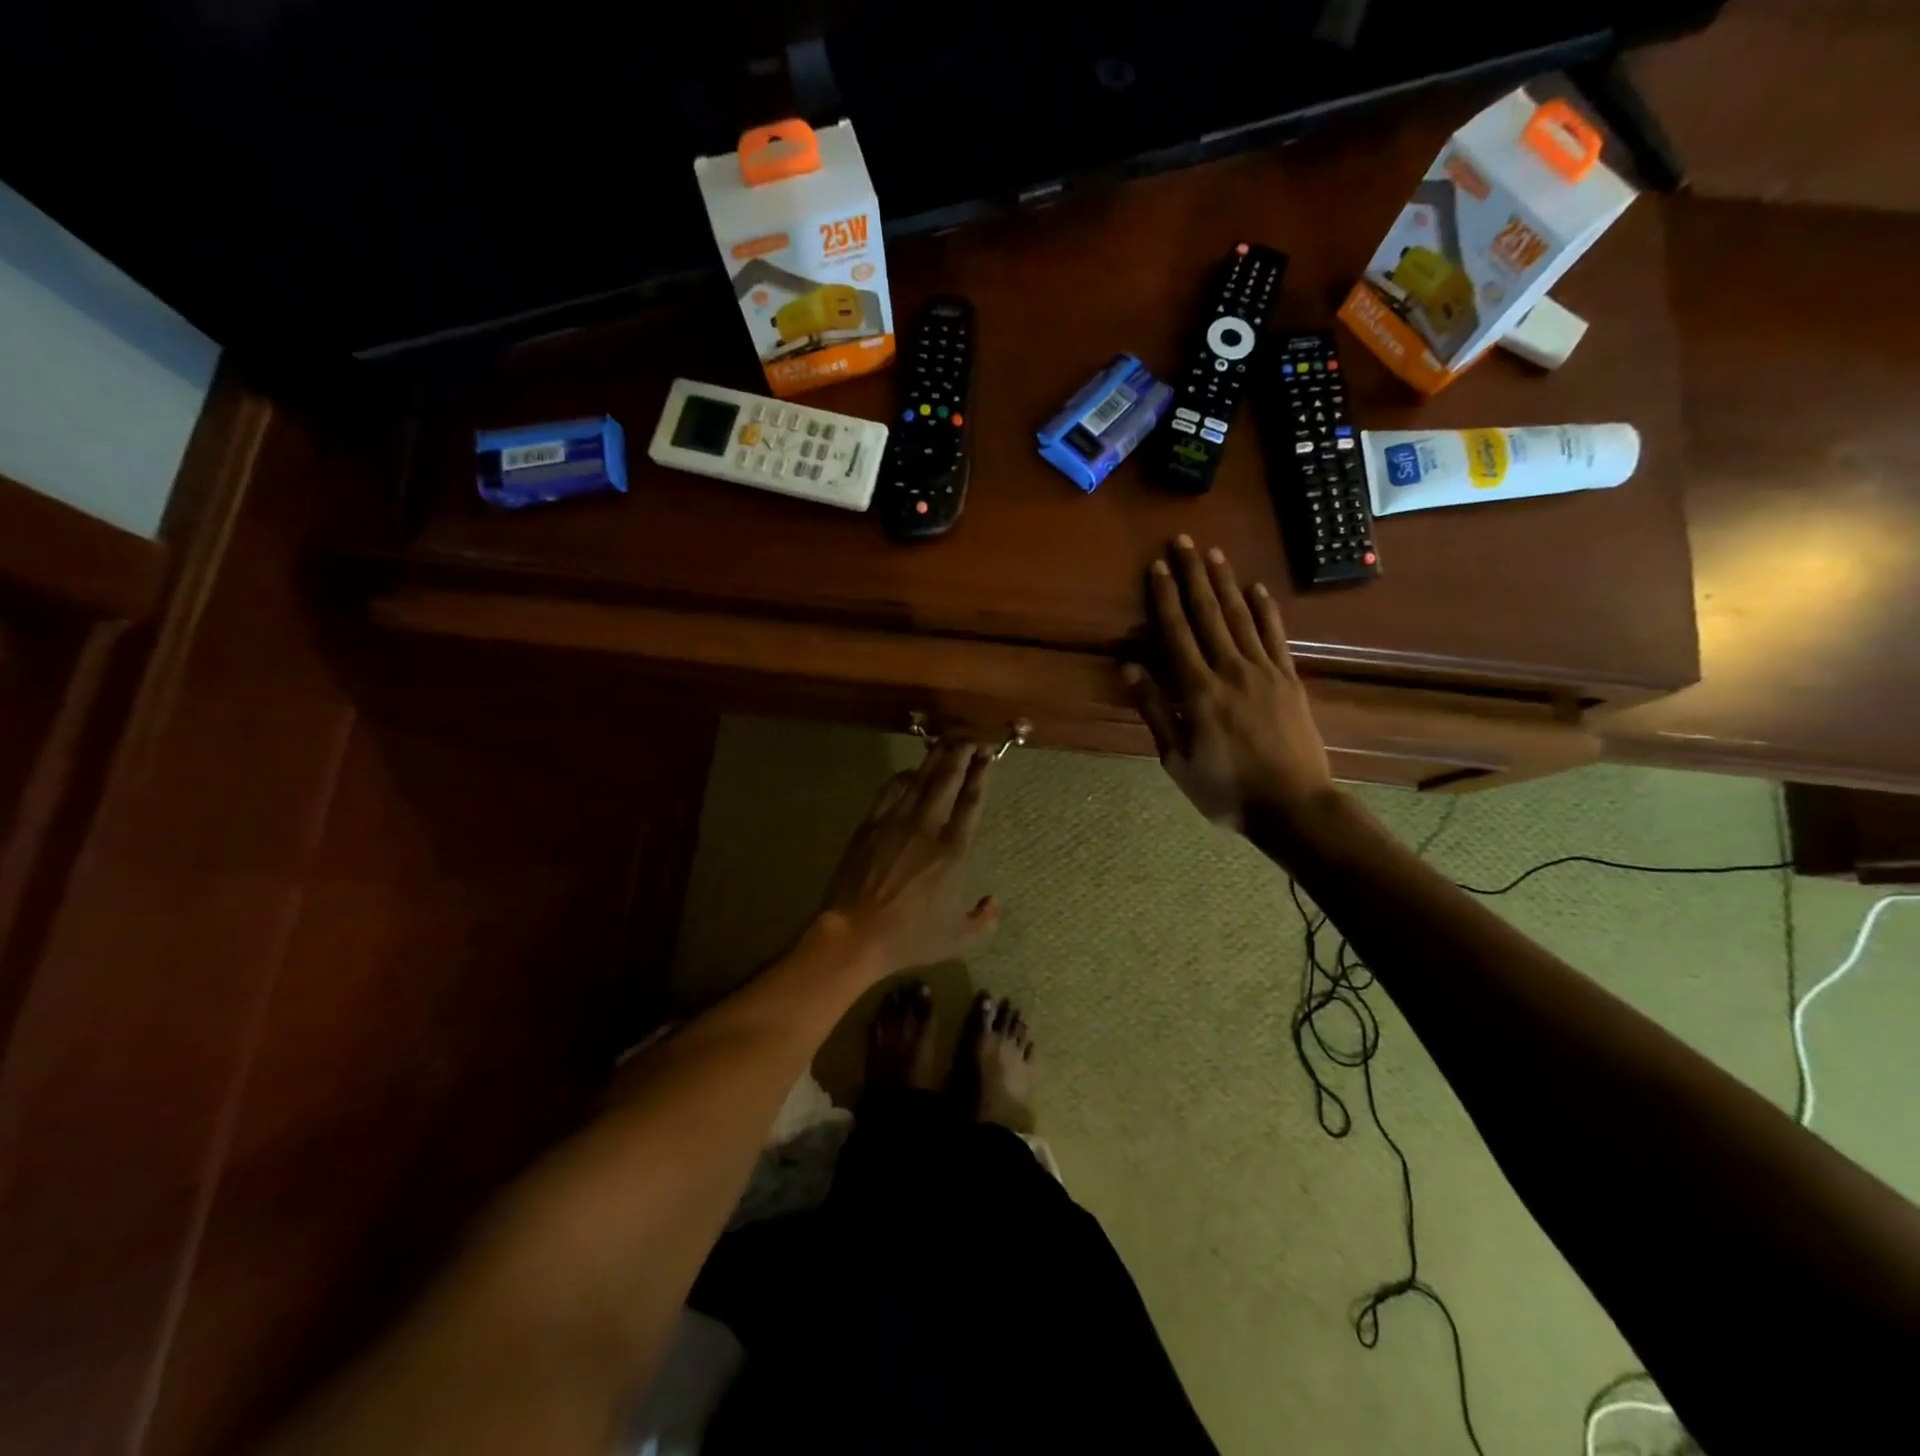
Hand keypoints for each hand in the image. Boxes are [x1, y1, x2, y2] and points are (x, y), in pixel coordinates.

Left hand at [820, 740, 998, 974]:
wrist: (854, 935)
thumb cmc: (909, 938)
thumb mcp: (958, 940)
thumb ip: (983, 921)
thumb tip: (992, 902)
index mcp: (953, 851)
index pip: (971, 803)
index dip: (981, 775)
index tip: (987, 756)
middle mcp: (927, 828)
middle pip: (947, 780)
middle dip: (961, 754)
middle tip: (971, 737)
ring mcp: (896, 823)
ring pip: (919, 780)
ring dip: (934, 759)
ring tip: (946, 743)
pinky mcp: (870, 825)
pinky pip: (890, 791)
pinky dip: (903, 777)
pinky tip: (910, 772)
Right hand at [1123, 537, 1335, 831]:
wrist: (1293, 807)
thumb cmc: (1225, 789)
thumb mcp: (1176, 759)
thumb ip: (1155, 711)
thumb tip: (1131, 668)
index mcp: (1197, 691)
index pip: (1176, 634)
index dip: (1165, 598)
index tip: (1156, 568)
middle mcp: (1230, 670)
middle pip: (1208, 614)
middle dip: (1192, 576)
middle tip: (1182, 542)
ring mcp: (1264, 672)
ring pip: (1240, 617)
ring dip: (1225, 583)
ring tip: (1213, 554)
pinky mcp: (1289, 680)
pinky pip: (1275, 636)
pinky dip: (1265, 610)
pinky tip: (1256, 588)